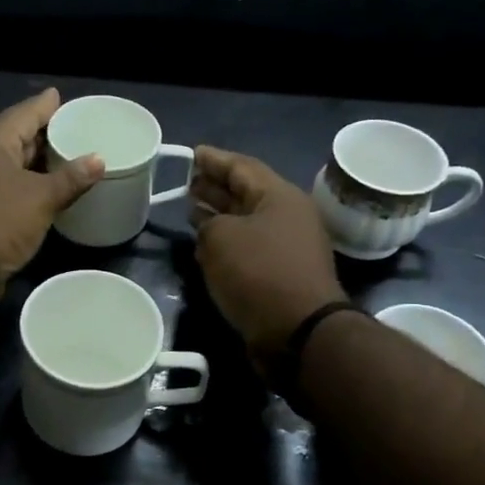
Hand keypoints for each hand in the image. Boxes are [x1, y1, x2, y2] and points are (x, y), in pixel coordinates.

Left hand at [0, 88, 102, 303]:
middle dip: (43, 134)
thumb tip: (98, 160)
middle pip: (16, 137)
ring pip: (12, 163)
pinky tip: (48, 187)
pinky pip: (8, 185)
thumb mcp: (42, 197)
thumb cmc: (0, 218)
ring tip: (67, 157)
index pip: (24, 113)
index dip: (46, 106)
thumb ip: (71, 178)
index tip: (61, 97)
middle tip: (72, 129)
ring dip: (37, 162)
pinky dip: (28, 183)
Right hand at [190, 146, 346, 361]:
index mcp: (279, 196)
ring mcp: (287, 247)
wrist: (297, 331)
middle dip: (215, 186)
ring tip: (190, 209)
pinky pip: (248, 248)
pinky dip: (226, 242)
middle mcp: (287, 217)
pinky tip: (205, 245)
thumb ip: (208, 223)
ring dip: (218, 215)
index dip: (214, 159)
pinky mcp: (281, 274)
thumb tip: (211, 229)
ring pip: (246, 221)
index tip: (191, 154)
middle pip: (246, 193)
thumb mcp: (221, 237)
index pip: (242, 166)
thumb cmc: (259, 273)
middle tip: (187, 182)